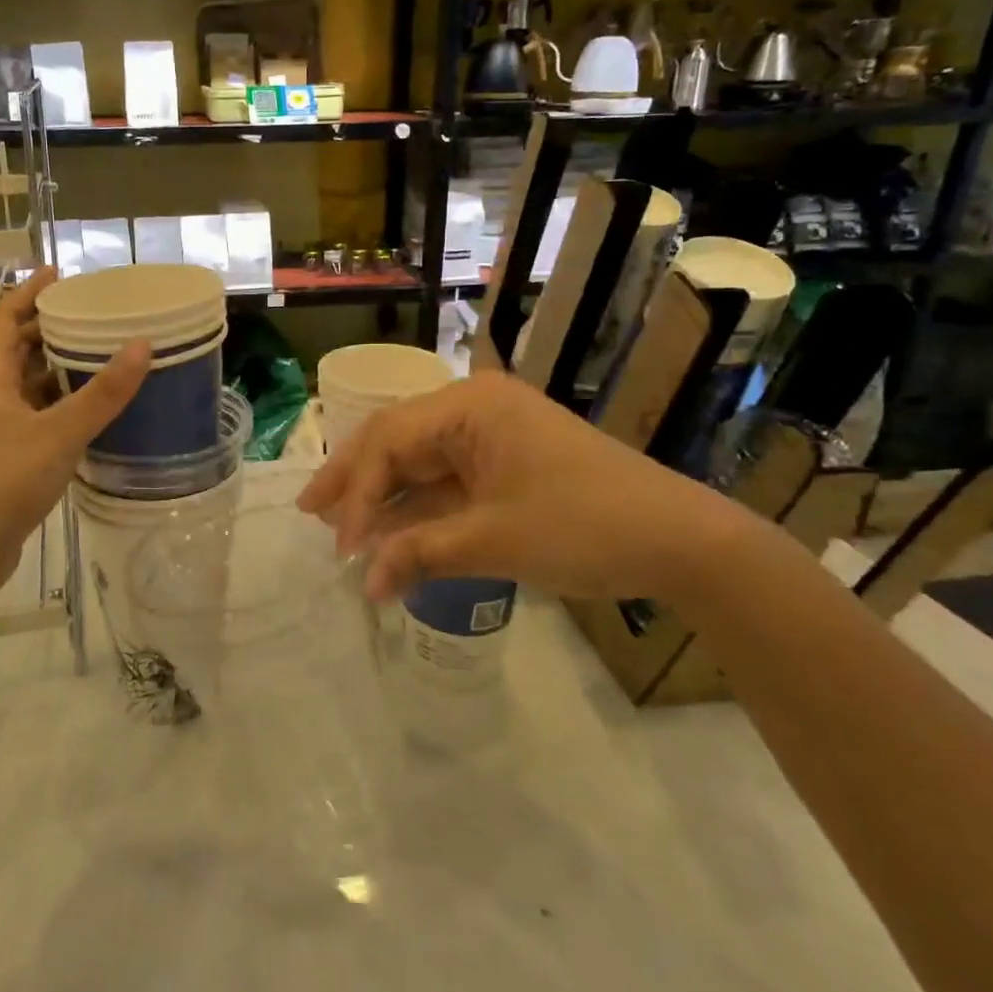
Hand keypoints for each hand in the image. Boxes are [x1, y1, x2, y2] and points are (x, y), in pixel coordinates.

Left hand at [0, 268, 149, 600]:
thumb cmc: (5, 481)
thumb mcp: (60, 432)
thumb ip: (102, 394)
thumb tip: (142, 345)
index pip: (3, 322)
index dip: (26, 293)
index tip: (56, 273)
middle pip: (14, 352)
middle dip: (45, 329)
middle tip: (86, 315)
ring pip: (26, 388)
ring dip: (54, 370)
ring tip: (94, 357)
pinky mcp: (6, 462)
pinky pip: (36, 419)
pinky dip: (59, 407)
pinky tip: (87, 414)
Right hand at [297, 370, 736, 603]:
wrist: (680, 541)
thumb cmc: (583, 526)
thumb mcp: (494, 541)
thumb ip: (420, 554)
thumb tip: (366, 585)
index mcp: (469, 406)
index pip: (390, 441)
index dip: (358, 493)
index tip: (341, 546)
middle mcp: (474, 410)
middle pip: (397, 442)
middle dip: (357, 482)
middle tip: (312, 513)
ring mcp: (491, 436)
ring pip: (420, 462)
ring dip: (386, 499)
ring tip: (342, 528)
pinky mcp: (506, 465)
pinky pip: (448, 482)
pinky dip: (421, 510)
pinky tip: (393, 535)